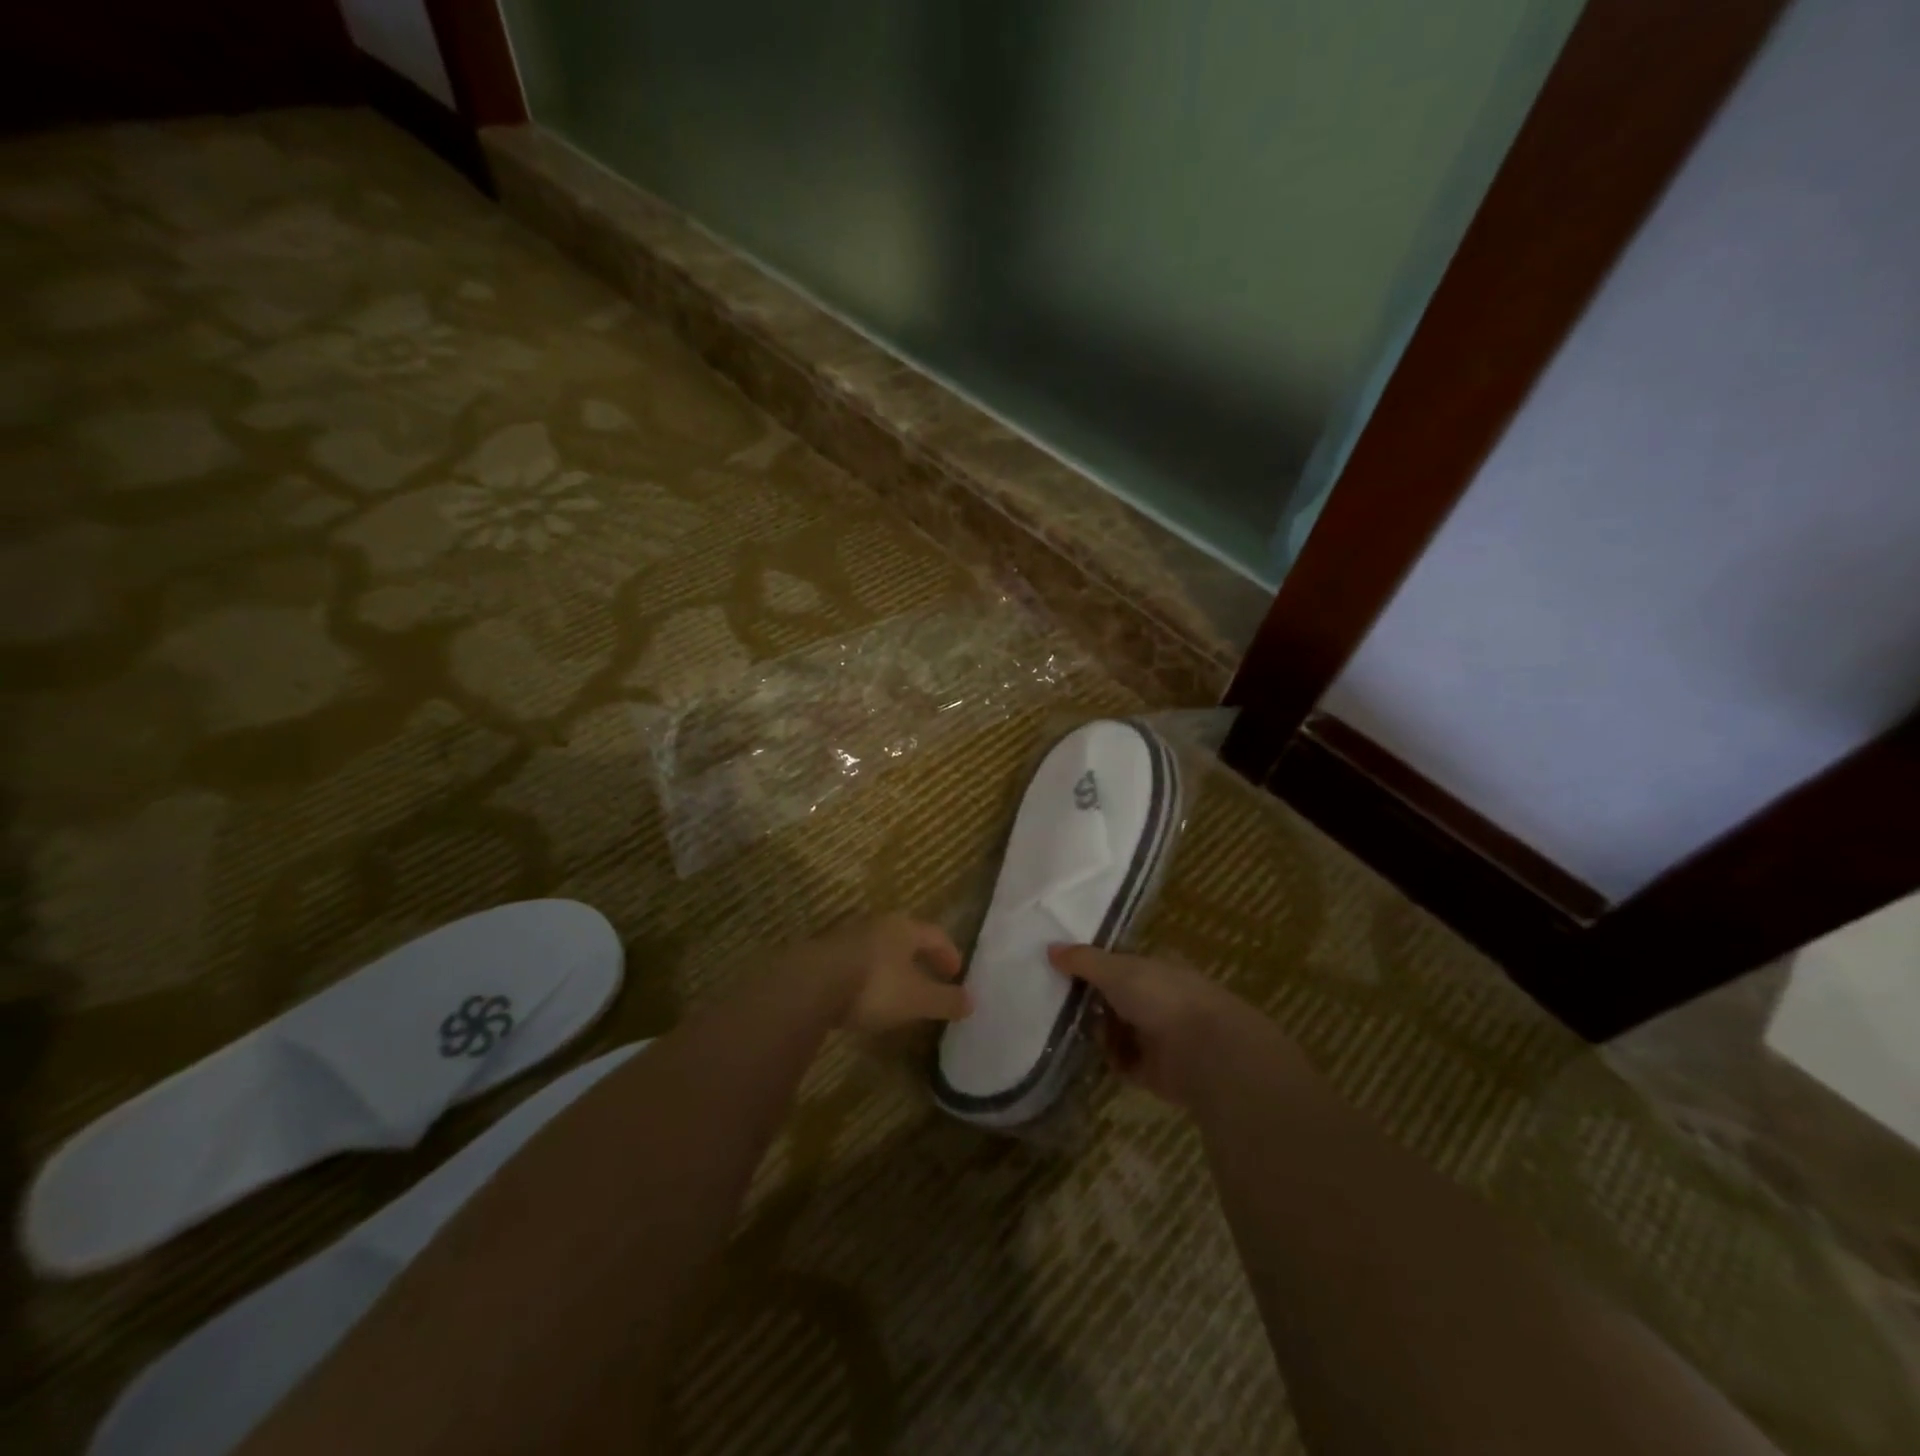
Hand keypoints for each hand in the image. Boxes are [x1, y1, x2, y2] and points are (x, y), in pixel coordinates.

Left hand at [793, 913, 970, 1033]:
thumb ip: (945, 1000)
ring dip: (892, 966)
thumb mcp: (917, 999)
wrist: (810, 984)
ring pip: (879, 948)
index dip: (948, 953)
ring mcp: (847, 937)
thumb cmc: (874, 986)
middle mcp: (877, 925)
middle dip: (920, 957)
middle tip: (930, 977)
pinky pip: (856, 962)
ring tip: (898, 990)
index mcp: (904, 928)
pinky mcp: (824, 955)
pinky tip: (864, 996)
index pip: (935, 935)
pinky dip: (868, 975)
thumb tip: (971, 1002)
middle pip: (906, 937)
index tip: (956, 973)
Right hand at [1049, 945, 1276, 1108]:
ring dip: (1096, 1031)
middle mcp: (1156, 999)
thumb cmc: (1161, 997)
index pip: (1118, 963)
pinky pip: (1121, 1062)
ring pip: (1115, 1030)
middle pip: (1113, 997)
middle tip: (1054, 1000)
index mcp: (1154, 969)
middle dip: (1088, 1000)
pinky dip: (1108, 1059)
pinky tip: (1088, 1053)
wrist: (1204, 1052)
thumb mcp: (1116, 969)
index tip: (1060, 968)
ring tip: (1066, 1028)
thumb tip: (1050, 947)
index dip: (1091, 965)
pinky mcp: (1153, 1070)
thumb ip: (1083, 960)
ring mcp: (1156, 1035)